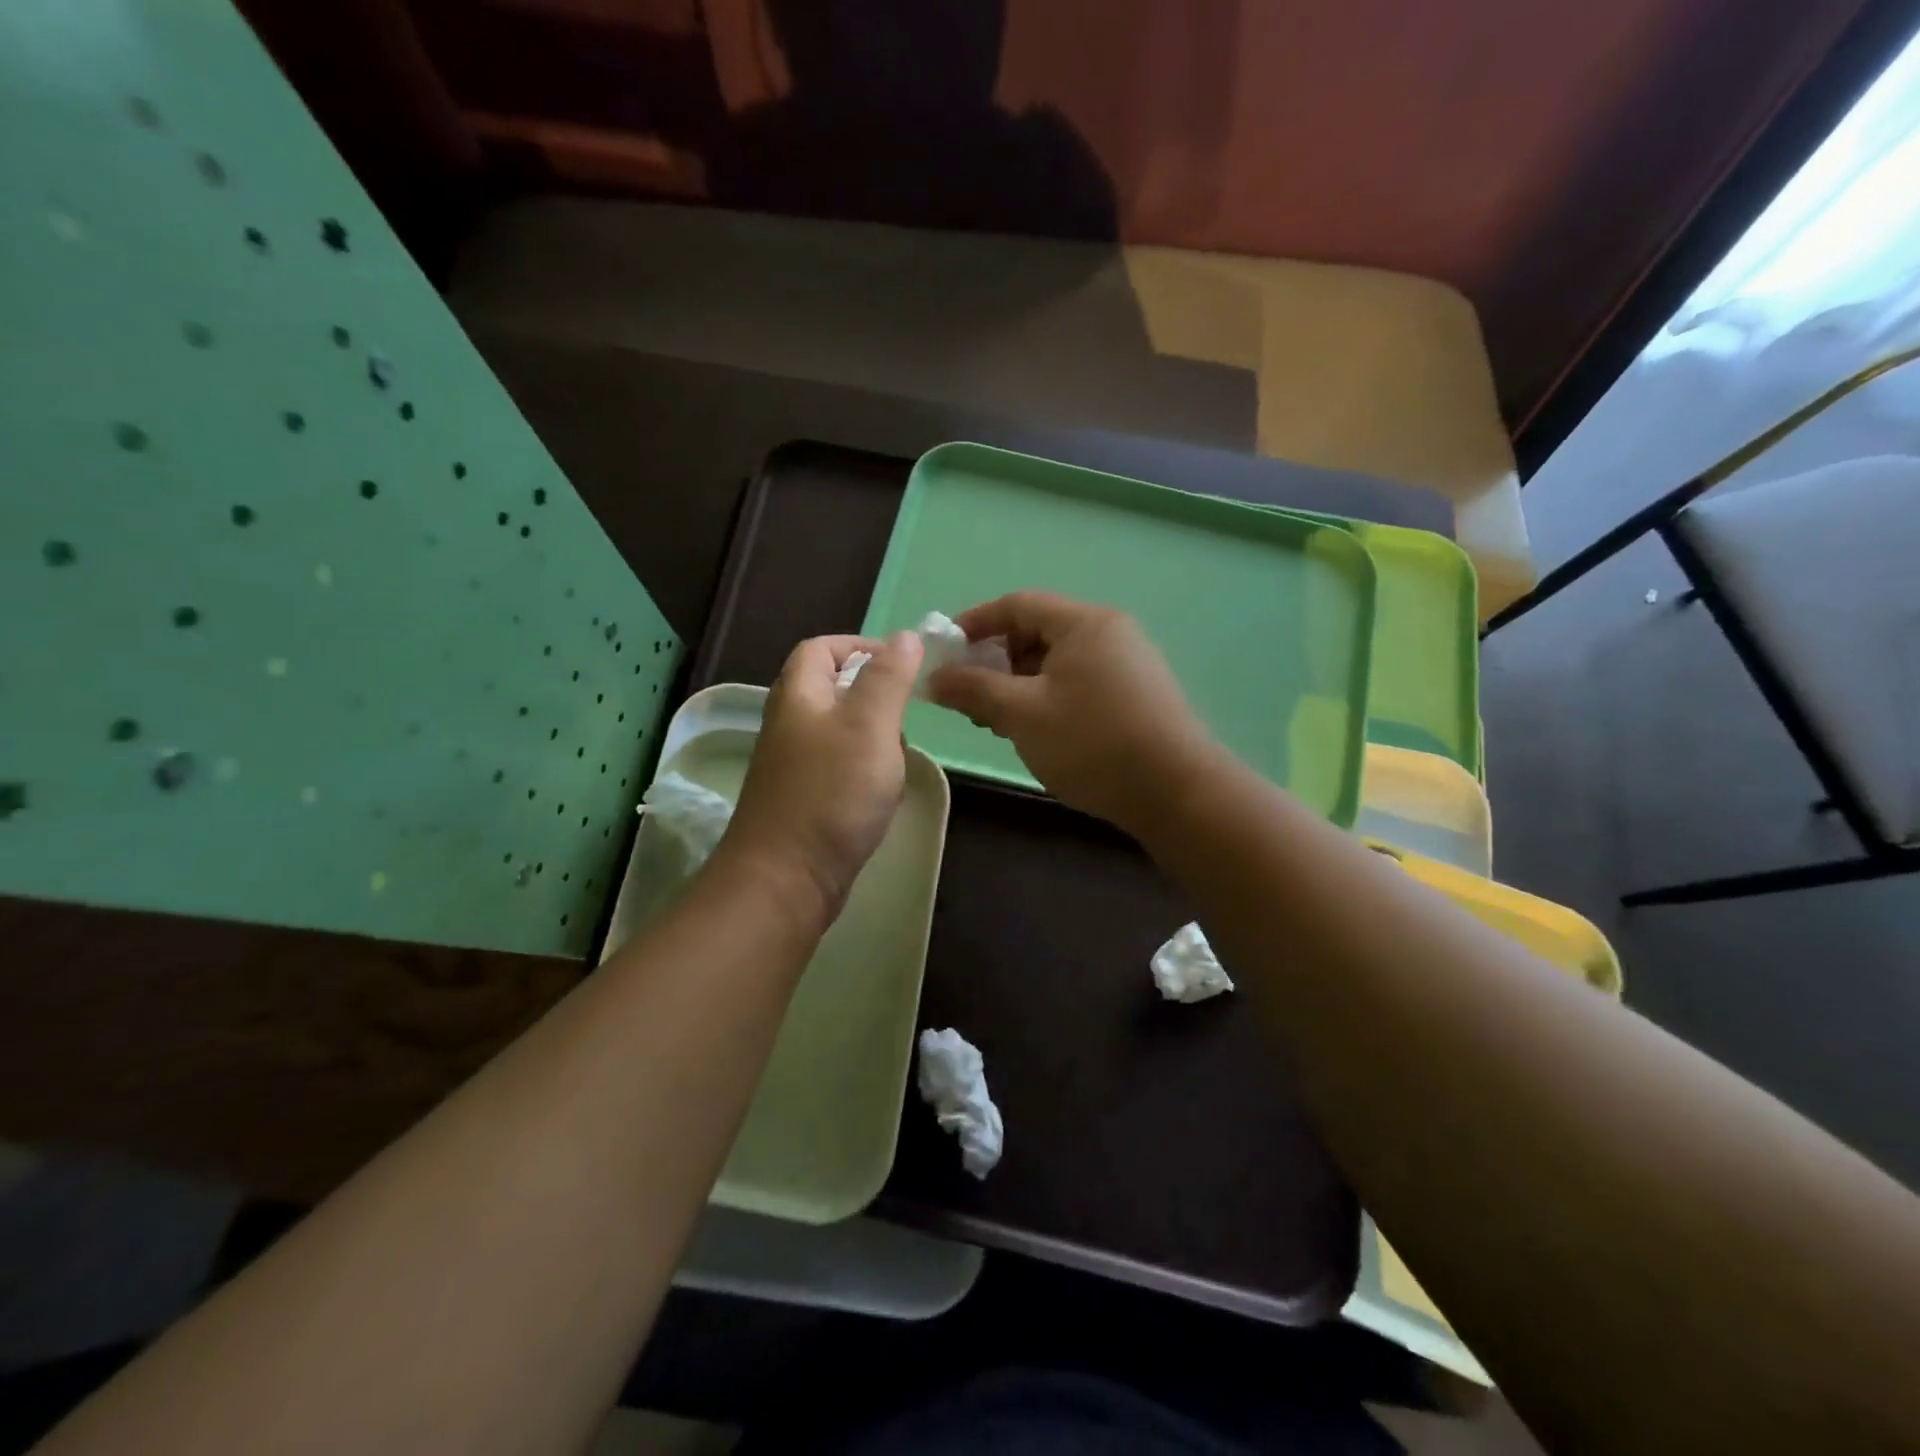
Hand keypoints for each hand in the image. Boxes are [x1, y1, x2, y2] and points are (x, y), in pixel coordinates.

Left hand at [719, 631, 923, 924]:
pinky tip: (882, 791)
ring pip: (839, 732)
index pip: (821, 648)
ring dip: (873, 736)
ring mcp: (793, 766)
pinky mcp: (803, 800)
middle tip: (904, 716)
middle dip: (873, 695)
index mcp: (798, 696)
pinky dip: (864, 770)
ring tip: (897, 757)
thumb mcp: (870, 725)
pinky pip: (838, 769)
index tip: (901, 664)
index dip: (860, 646)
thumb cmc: (832, 793)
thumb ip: (889, 678)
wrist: (787, 878)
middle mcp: (789, 725)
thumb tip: (906, 636)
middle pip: (830, 690)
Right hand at [927, 592, 1221, 838]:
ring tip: (1000, 723)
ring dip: (1020, 684)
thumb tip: (933, 678)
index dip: (975, 623)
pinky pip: (1080, 683)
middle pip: (1038, 632)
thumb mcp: (1022, 714)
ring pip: (1058, 662)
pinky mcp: (1137, 695)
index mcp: (1083, 623)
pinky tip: (1039, 733)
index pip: (1018, 604)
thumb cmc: (1092, 742)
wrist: (1177, 792)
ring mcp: (1128, 664)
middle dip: (997, 661)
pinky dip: (1049, 698)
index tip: (946, 652)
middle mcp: (1109, 633)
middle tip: (972, 698)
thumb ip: (973, 690)